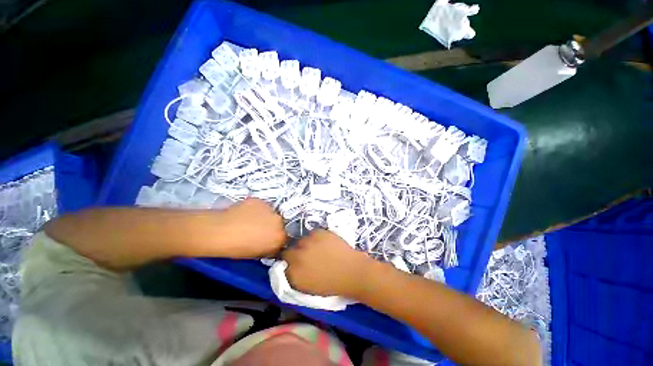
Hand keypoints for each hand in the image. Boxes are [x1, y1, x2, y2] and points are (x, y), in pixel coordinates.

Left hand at [215, 198, 286, 257]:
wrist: (220, 231)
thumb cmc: (237, 248)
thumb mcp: (258, 254)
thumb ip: (270, 248)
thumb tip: (272, 244)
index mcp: (280, 236)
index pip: (284, 236)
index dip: (276, 238)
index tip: (268, 239)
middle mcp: (279, 221)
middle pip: (279, 222)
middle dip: (272, 226)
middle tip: (259, 229)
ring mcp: (270, 209)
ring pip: (270, 213)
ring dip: (265, 216)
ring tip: (250, 220)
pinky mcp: (260, 200)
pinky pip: (261, 206)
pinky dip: (256, 209)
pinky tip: (245, 213)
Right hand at [283, 229, 373, 296]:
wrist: (352, 272)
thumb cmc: (332, 284)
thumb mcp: (308, 287)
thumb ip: (295, 276)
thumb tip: (290, 267)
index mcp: (294, 273)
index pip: (282, 263)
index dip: (290, 262)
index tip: (296, 263)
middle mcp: (297, 255)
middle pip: (290, 250)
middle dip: (296, 253)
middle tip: (307, 256)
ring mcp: (308, 242)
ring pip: (301, 240)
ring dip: (306, 244)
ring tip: (317, 248)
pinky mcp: (319, 232)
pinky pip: (312, 233)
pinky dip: (316, 237)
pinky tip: (325, 243)